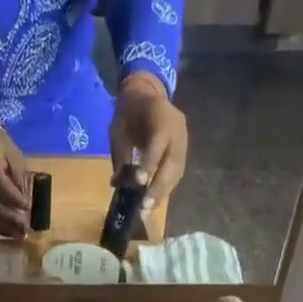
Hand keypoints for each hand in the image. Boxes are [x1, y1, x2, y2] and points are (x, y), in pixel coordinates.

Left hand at [109, 72, 188, 214]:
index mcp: (161, 117)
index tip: (140, 183)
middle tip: (145, 206)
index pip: (157, 145)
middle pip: (172, 163)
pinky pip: (177, 171)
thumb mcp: (119, 129)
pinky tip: (155, 198)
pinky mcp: (183, 151)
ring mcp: (184, 141)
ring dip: (164, 191)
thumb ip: (121, 155)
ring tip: (149, 207)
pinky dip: (167, 186)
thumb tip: (118, 184)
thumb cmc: (128, 112)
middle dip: (159, 186)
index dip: (149, 165)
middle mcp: (178, 130)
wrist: (146, 94)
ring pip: (177, 171)